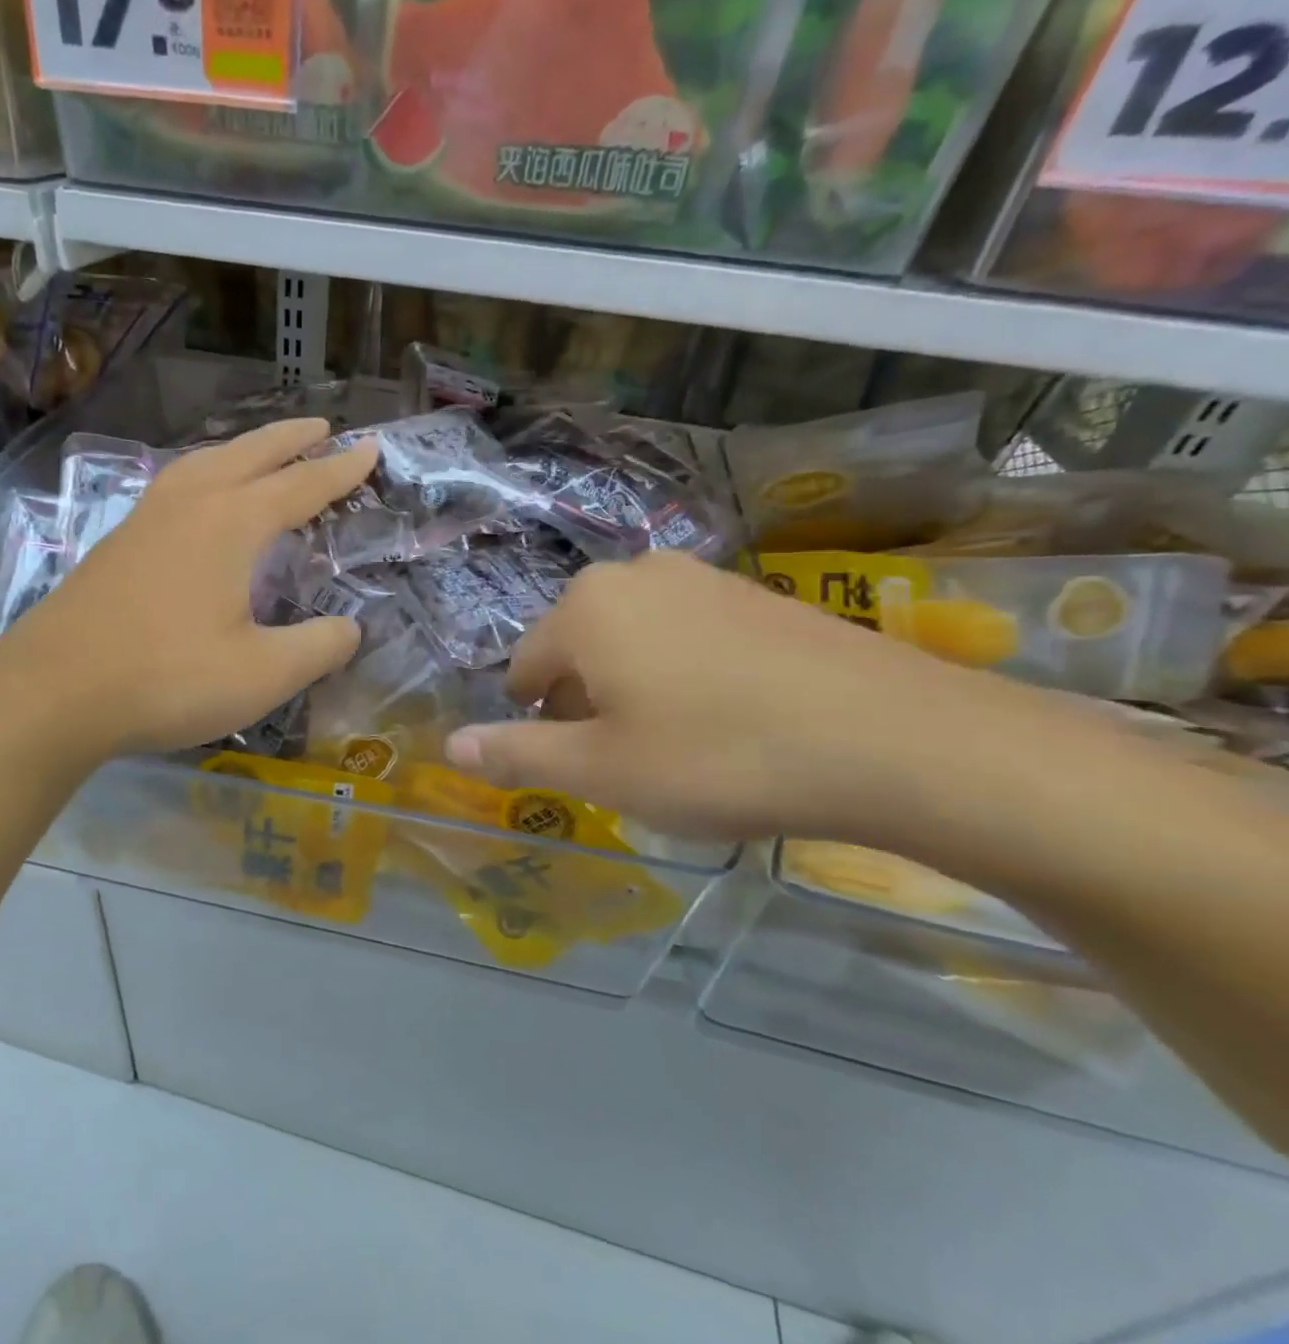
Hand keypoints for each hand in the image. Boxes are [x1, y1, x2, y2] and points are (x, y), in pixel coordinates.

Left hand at [0, 418, 378, 761]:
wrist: (51, 691)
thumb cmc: (166, 679)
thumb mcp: (261, 675)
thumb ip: (317, 648)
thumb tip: (349, 629)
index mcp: (230, 524)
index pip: (300, 486)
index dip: (340, 470)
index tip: (371, 448)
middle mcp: (189, 505)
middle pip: (249, 455)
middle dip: (291, 440)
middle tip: (322, 427)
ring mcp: (146, 519)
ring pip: (204, 462)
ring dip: (243, 449)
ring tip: (264, 451)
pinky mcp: (117, 542)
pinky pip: (175, 484)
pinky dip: (205, 472)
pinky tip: (199, 495)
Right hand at [443, 553, 1023, 843]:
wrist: (892, 739)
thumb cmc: (717, 756)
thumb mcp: (602, 770)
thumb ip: (517, 754)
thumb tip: (451, 747)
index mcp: (586, 607)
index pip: (525, 666)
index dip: (534, 719)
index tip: (569, 762)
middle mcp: (634, 573)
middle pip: (578, 647)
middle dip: (584, 702)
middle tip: (623, 761)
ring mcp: (701, 577)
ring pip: (633, 639)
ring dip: (632, 688)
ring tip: (675, 744)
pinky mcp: (756, 593)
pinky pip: (687, 634)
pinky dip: (684, 673)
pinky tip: (727, 718)